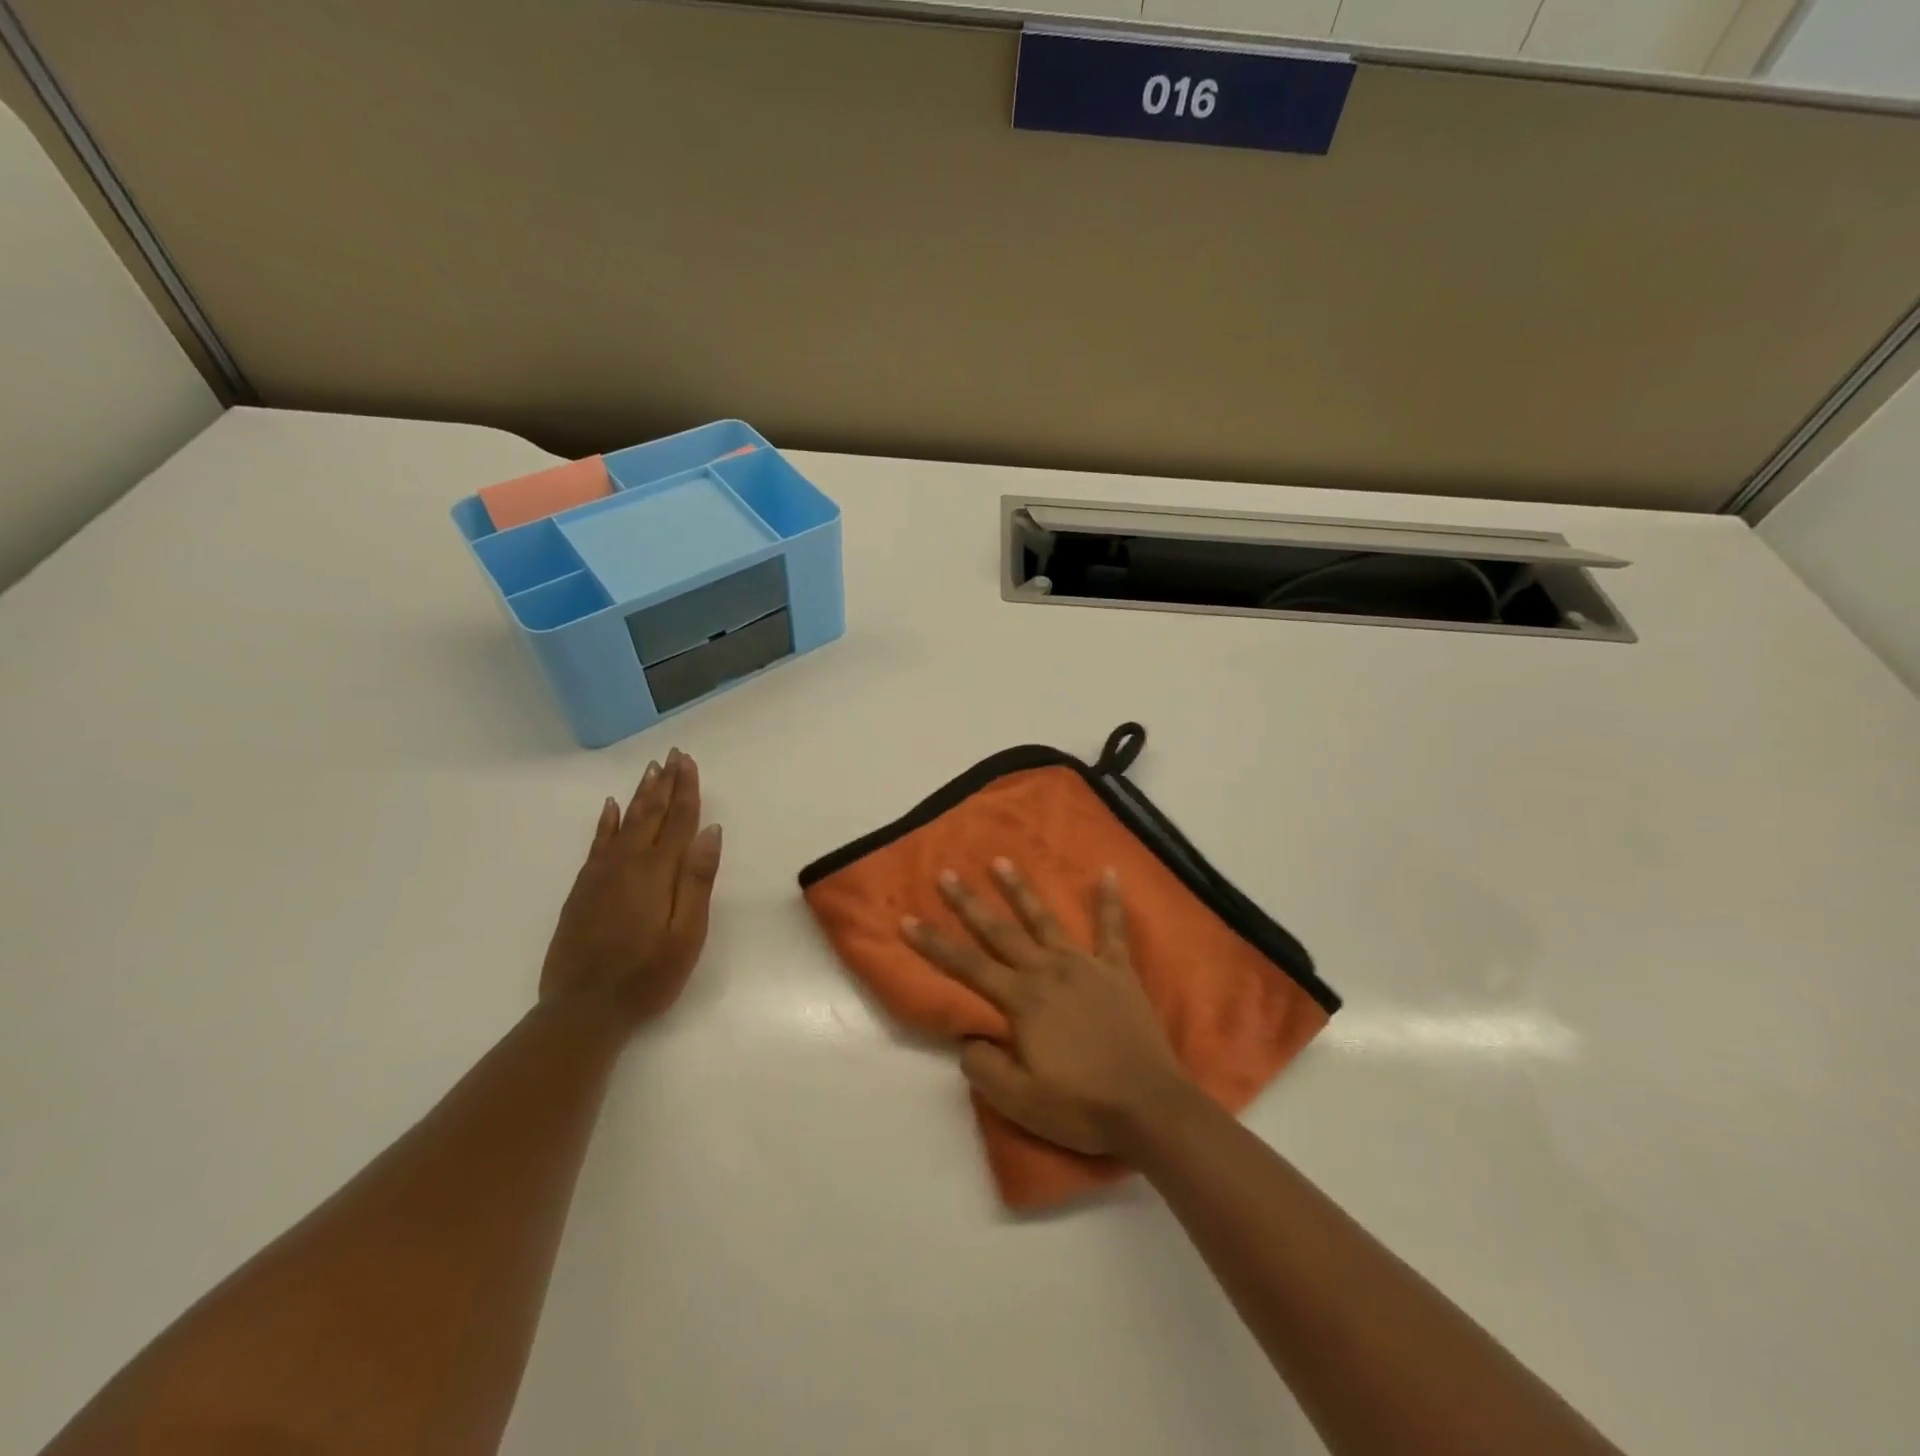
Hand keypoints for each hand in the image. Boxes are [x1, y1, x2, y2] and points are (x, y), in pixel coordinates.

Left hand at [540, 748, 722, 1024]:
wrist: (583, 1010)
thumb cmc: (647, 975)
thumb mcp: (686, 934)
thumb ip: (697, 880)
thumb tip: (711, 831)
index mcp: (656, 873)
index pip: (677, 821)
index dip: (686, 791)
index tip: (689, 762)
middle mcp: (626, 864)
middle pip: (650, 815)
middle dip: (664, 784)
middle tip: (672, 756)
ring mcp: (600, 876)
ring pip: (623, 823)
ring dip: (640, 796)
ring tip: (650, 771)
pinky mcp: (582, 890)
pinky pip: (597, 844)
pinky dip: (606, 822)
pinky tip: (611, 808)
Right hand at [901, 859, 1195, 1156]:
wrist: (1149, 1107)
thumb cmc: (1081, 1106)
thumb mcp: (1019, 1100)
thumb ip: (984, 1065)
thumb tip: (967, 1038)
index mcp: (1022, 1000)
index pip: (967, 966)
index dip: (934, 944)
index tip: (907, 919)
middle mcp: (1048, 971)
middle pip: (1000, 931)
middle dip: (969, 903)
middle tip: (946, 874)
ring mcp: (1085, 966)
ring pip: (1045, 919)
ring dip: (1020, 890)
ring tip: (1000, 861)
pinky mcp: (1118, 971)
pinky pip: (1112, 929)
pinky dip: (1109, 900)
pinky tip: (1108, 872)